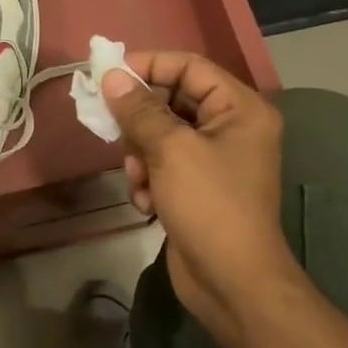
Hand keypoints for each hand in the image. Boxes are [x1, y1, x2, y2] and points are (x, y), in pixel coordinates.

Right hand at [102, 53, 301, 347]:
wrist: (233, 283)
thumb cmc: (209, 205)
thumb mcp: (170, 150)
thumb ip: (139, 109)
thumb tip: (112, 76)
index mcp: (240, 108)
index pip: (189, 66)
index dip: (148, 65)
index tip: (108, 74)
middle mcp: (231, 127)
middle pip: (172, 100)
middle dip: (140, 119)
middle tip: (112, 128)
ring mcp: (215, 159)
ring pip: (161, 134)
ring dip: (141, 154)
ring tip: (139, 177)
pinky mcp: (198, 187)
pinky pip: (163, 164)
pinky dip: (149, 178)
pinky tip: (147, 201)